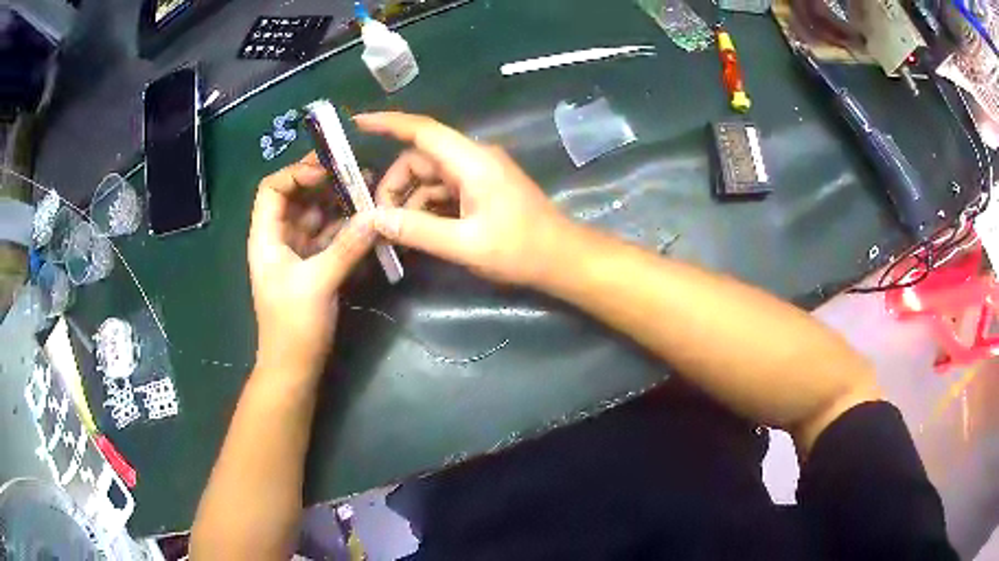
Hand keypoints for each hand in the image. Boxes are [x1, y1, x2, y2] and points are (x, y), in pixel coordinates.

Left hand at [248, 154, 376, 378]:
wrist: (294, 367)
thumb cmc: (293, 326)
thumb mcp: (318, 283)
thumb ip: (346, 247)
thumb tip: (375, 216)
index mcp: (266, 237)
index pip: (273, 188)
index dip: (297, 173)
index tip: (329, 169)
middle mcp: (279, 238)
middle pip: (296, 197)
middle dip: (324, 182)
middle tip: (357, 171)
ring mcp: (297, 251)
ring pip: (315, 214)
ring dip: (337, 202)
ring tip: (367, 188)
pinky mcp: (313, 265)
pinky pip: (328, 235)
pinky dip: (345, 225)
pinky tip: (365, 217)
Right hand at [354, 112, 569, 285]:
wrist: (563, 258)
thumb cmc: (521, 250)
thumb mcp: (465, 245)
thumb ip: (418, 230)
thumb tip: (375, 219)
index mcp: (471, 162)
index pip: (423, 130)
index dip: (388, 123)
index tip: (358, 123)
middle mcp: (473, 159)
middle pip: (421, 158)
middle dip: (395, 184)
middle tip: (380, 220)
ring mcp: (478, 174)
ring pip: (430, 176)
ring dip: (410, 199)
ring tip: (396, 232)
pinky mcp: (481, 189)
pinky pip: (444, 190)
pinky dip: (427, 206)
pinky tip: (417, 230)